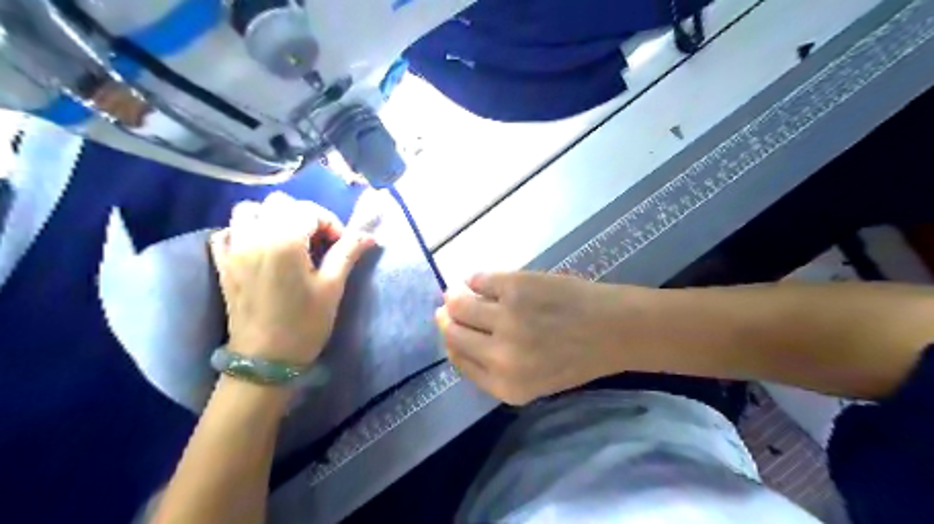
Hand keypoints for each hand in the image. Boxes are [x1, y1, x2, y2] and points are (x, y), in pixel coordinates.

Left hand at [211, 191, 375, 366]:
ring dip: (271, 217)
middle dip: (303, 215)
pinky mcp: (222, 263)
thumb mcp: (332, 287)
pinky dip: (244, 231)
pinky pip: (227, 231)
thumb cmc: (304, 323)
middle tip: (317, 241)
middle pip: (279, 203)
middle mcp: (255, 236)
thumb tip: (368, 236)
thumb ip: (347, 253)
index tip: (340, 245)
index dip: (330, 223)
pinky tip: (259, 248)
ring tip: (288, 240)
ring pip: (248, 210)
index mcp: (284, 241)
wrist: (265, 360)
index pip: (309, 211)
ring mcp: (233, 249)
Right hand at [438, 271, 655, 404]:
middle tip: (449, 307)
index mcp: (505, 385)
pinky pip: (478, 279)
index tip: (451, 329)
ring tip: (462, 292)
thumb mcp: (532, 380)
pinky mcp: (515, 286)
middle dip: (447, 319)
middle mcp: (500, 355)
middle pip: (452, 332)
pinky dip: (475, 279)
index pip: (457, 360)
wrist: (614, 329)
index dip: (451, 342)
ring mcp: (506, 318)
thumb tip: (454, 334)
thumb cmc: (576, 357)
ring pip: (459, 303)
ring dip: (456, 297)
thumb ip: (492, 367)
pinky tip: (479, 281)